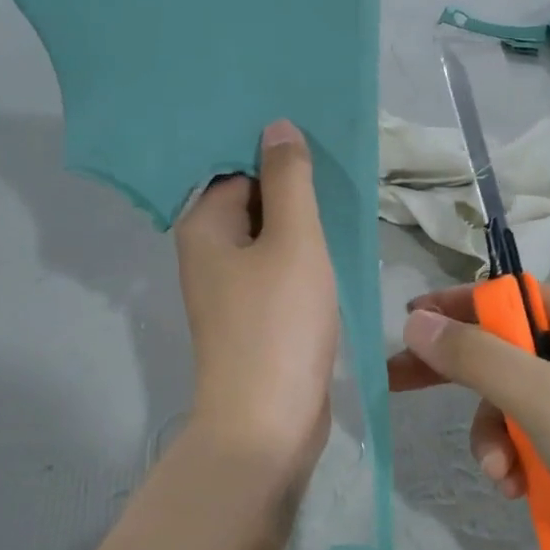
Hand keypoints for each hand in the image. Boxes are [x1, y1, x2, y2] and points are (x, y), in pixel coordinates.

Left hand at [175, 120, 338, 481]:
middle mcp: (208, 254)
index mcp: (203, 227)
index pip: (237, 168)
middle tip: (340, 173)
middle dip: (293, 190)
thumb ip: (288, 181)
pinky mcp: (254, 320)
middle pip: (252, 202)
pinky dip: (303, 262)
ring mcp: (231, 291)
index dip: (276, 156)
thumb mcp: (293, 241)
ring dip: (303, 227)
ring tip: (345, 206)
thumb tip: (276, 126)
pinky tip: (335, 252)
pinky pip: (278, 274)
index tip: (319, 146)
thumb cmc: (278, 324)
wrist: (268, 423)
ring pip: (269, 241)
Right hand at [387, 284, 549, 549]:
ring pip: (515, 407)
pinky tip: (517, 491)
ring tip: (499, 475)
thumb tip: (416, 321)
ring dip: (494, 438)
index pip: (514, 299)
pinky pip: (534, 443)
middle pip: (508, 354)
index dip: (460, 305)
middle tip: (399, 384)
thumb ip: (475, 357)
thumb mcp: (542, 396)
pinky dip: (518, 463)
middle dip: (463, 379)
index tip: (409, 321)